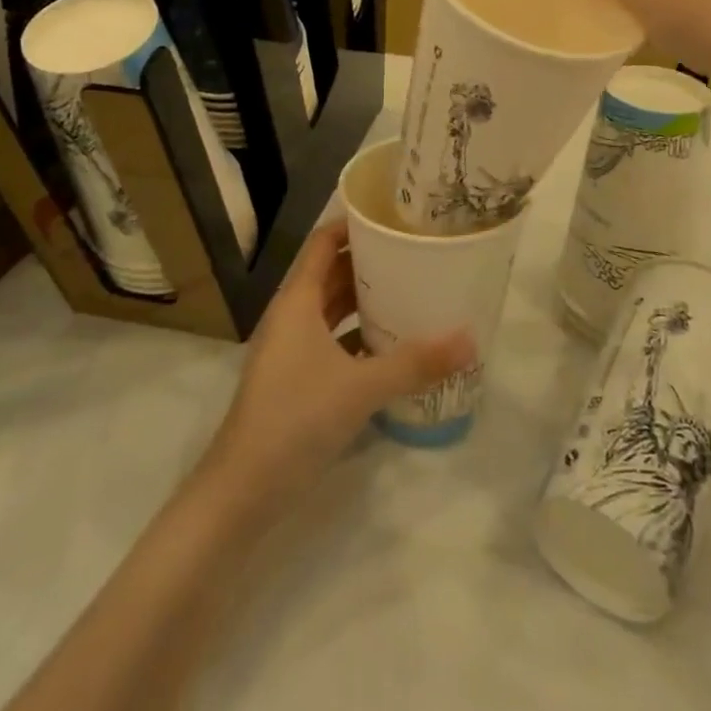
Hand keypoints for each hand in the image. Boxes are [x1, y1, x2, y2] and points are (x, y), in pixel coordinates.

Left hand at [205, 222, 473, 498]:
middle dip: (369, 262)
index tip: (394, 216)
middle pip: (331, 274)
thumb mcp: (361, 387)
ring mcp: (291, 351)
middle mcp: (292, 317)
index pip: (324, 243)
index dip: (354, 225)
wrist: (241, 494)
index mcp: (298, 301)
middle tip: (415, 253)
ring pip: (332, 310)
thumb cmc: (295, 420)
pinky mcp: (296, 381)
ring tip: (410, 291)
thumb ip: (415, 362)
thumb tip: (469, 338)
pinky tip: (391, 347)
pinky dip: (358, 337)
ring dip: (365, 301)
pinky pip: (332, 342)